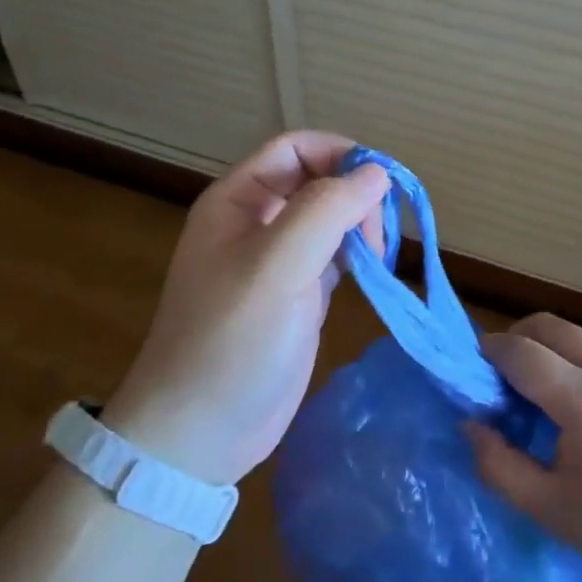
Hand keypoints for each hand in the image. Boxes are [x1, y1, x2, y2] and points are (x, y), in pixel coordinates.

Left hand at [101, 131, 389, 486]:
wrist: (200, 432)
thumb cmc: (231, 340)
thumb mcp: (277, 266)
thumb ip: (326, 210)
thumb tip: (376, 173)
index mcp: (239, 201)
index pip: (295, 149)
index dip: (339, 154)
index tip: (380, 182)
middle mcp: (258, 223)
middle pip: (318, 181)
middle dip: (355, 195)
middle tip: (380, 235)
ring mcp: (278, 262)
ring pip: (330, 220)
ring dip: (361, 226)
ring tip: (381, 256)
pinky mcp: (297, 296)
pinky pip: (335, 257)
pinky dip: (359, 257)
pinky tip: (375, 272)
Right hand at [465, 314, 581, 581]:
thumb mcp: (552, 511)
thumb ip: (499, 466)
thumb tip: (471, 424)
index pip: (520, 352)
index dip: (488, 352)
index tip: (473, 369)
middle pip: (547, 324)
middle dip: (515, 338)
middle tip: (503, 376)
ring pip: (577, 333)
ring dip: (548, 347)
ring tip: (543, 391)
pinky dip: (579, 358)